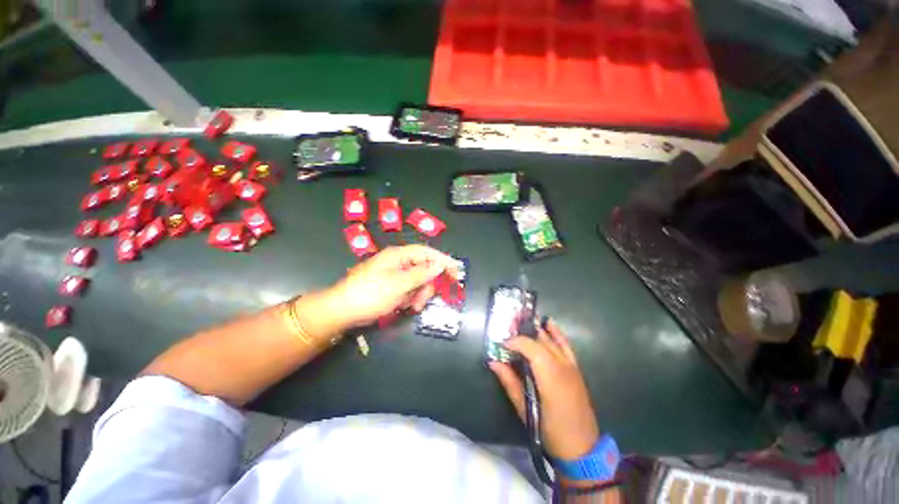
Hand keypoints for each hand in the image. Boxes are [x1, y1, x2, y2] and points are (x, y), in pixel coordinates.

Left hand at [326, 245, 457, 327]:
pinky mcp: (392, 286)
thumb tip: (441, 264)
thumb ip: (422, 274)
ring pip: (418, 282)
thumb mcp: (398, 284)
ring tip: (412, 307)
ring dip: (419, 294)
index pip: (427, 252)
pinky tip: (405, 307)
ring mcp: (395, 275)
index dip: (442, 260)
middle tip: (423, 300)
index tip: (455, 272)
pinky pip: (409, 289)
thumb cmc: (370, 294)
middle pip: (424, 269)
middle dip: (427, 285)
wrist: (342, 311)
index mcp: (398, 256)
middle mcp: (398, 262)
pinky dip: (411, 298)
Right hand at [489, 319, 599, 460]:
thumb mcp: (526, 409)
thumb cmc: (551, 430)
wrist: (582, 447)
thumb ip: (510, 382)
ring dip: (535, 329)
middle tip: (507, 327)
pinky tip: (549, 323)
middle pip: (540, 340)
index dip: (515, 342)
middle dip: (522, 331)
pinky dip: (556, 333)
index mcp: (550, 376)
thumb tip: (493, 362)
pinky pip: (566, 345)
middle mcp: (562, 366)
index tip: (501, 344)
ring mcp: (571, 366)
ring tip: (521, 321)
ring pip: (551, 340)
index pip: (530, 348)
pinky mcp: (575, 368)